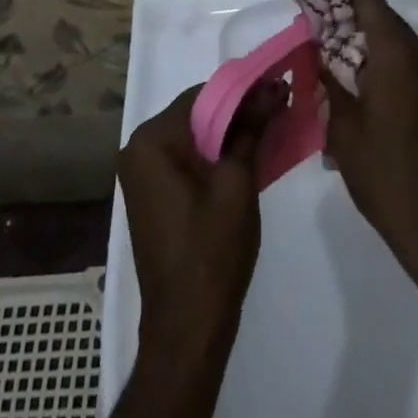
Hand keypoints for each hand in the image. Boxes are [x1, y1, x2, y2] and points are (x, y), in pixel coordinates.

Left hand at [118, 84, 278, 344]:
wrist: (188, 330)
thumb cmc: (211, 252)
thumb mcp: (237, 183)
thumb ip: (251, 128)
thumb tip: (274, 88)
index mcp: (151, 140)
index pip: (202, 95)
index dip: (242, 90)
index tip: (277, 87)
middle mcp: (138, 149)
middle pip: (197, 114)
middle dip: (238, 110)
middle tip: (279, 105)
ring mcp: (143, 174)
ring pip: (193, 136)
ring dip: (229, 132)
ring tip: (270, 125)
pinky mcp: (153, 194)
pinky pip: (187, 158)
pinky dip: (215, 154)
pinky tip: (247, 154)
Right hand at [322, 0, 417, 277]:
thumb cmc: (384, 174)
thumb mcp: (342, 126)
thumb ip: (328, 78)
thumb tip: (317, 49)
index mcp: (397, 55)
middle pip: (382, 16)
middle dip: (348, 13)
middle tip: (314, 24)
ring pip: (395, 39)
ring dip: (365, 38)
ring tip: (331, 53)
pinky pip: (407, 62)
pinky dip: (382, 59)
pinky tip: (359, 83)